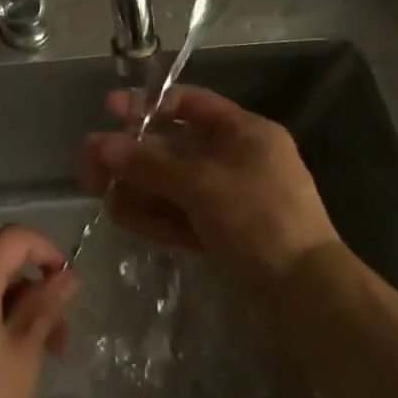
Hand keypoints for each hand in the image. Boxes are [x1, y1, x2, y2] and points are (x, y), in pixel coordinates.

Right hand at [80, 85, 339, 282]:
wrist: (307, 293)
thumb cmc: (258, 218)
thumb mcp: (200, 184)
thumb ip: (147, 163)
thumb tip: (100, 144)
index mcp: (244, 133)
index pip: (190, 104)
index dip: (148, 104)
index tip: (109, 110)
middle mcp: (237, 159)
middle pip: (173, 147)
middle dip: (131, 155)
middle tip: (90, 165)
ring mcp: (231, 198)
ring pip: (173, 184)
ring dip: (136, 187)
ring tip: (98, 194)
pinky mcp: (225, 233)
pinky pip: (182, 214)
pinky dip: (153, 214)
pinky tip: (121, 216)